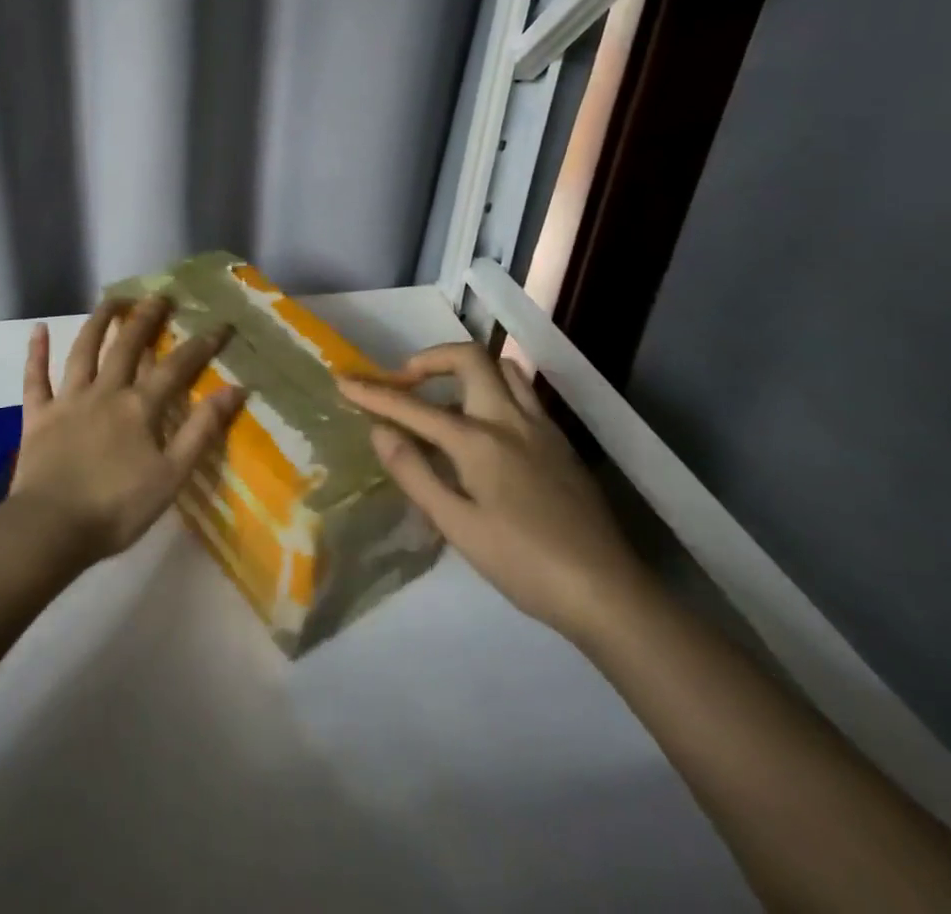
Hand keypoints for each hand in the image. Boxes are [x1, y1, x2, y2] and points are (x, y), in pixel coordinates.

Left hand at [8, 295, 246, 565]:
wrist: (51, 528)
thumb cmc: (117, 508)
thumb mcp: (172, 475)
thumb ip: (202, 430)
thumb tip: (236, 390)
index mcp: (139, 407)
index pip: (176, 367)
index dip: (200, 345)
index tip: (220, 325)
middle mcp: (105, 392)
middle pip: (127, 346)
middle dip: (146, 318)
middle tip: (160, 296)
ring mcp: (68, 400)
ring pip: (83, 351)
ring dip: (98, 322)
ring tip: (113, 299)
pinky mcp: (37, 416)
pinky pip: (35, 378)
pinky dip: (36, 353)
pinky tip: (37, 329)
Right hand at [340, 343, 647, 640]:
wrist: (607, 592)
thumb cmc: (523, 563)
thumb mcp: (457, 525)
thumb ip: (415, 472)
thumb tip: (380, 430)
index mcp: (478, 440)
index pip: (413, 408)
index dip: (374, 393)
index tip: (343, 380)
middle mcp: (510, 419)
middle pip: (469, 358)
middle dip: (428, 359)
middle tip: (405, 383)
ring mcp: (541, 427)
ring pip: (502, 369)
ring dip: (466, 371)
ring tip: (444, 401)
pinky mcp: (560, 443)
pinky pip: (521, 394)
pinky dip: (492, 392)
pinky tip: (484, 430)